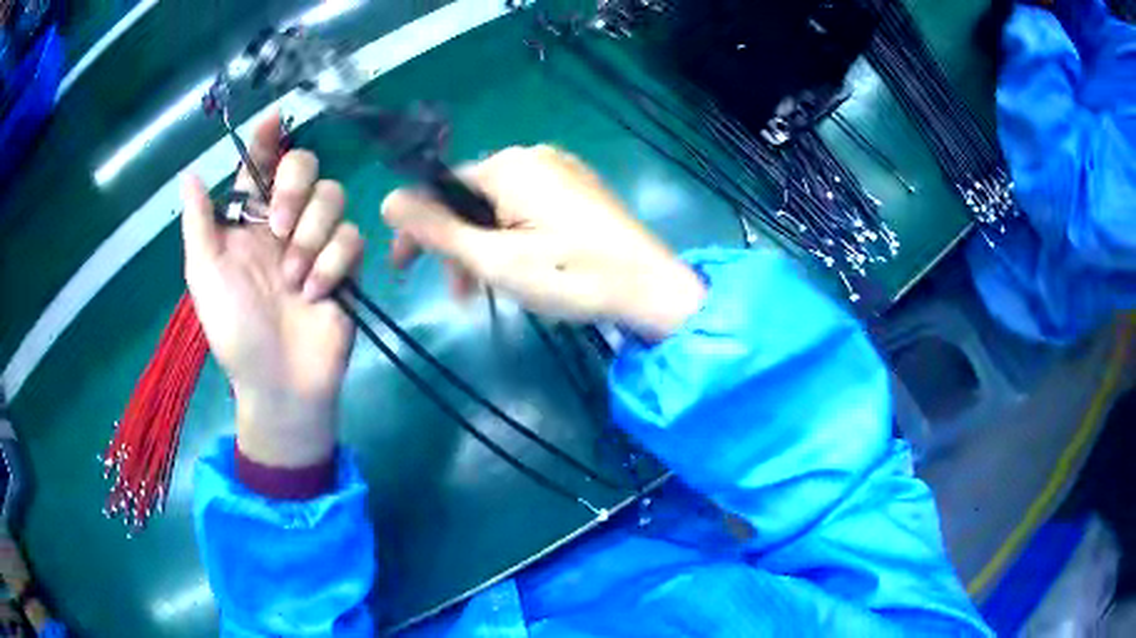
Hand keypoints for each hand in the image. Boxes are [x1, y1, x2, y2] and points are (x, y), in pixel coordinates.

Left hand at [181, 113, 363, 467]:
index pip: (258, 167)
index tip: (272, 119)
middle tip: (277, 228)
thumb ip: (199, 224)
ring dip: (310, 237)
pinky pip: (352, 237)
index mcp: (247, 223)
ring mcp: (317, 242)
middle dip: (294, 187)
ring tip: (294, 281)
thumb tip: (189, 173)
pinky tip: (315, 294)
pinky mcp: (346, 264)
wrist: (279, 382)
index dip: (265, 140)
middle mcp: (284, 222)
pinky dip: (332, 263)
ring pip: (333, 197)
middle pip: (305, 166)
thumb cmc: (235, 331)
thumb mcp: (205, 277)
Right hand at [381, 145, 705, 339]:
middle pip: (472, 198)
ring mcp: (561, 171)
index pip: (442, 189)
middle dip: (457, 245)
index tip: (404, 269)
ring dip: (484, 247)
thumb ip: (437, 230)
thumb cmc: (570, 275)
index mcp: (509, 164)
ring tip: (486, 291)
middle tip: (459, 294)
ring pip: (499, 207)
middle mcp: (534, 156)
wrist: (651, 290)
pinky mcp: (579, 190)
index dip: (419, 229)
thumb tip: (387, 200)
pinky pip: (528, 208)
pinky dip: (512, 238)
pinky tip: (520, 269)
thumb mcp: (493, 259)